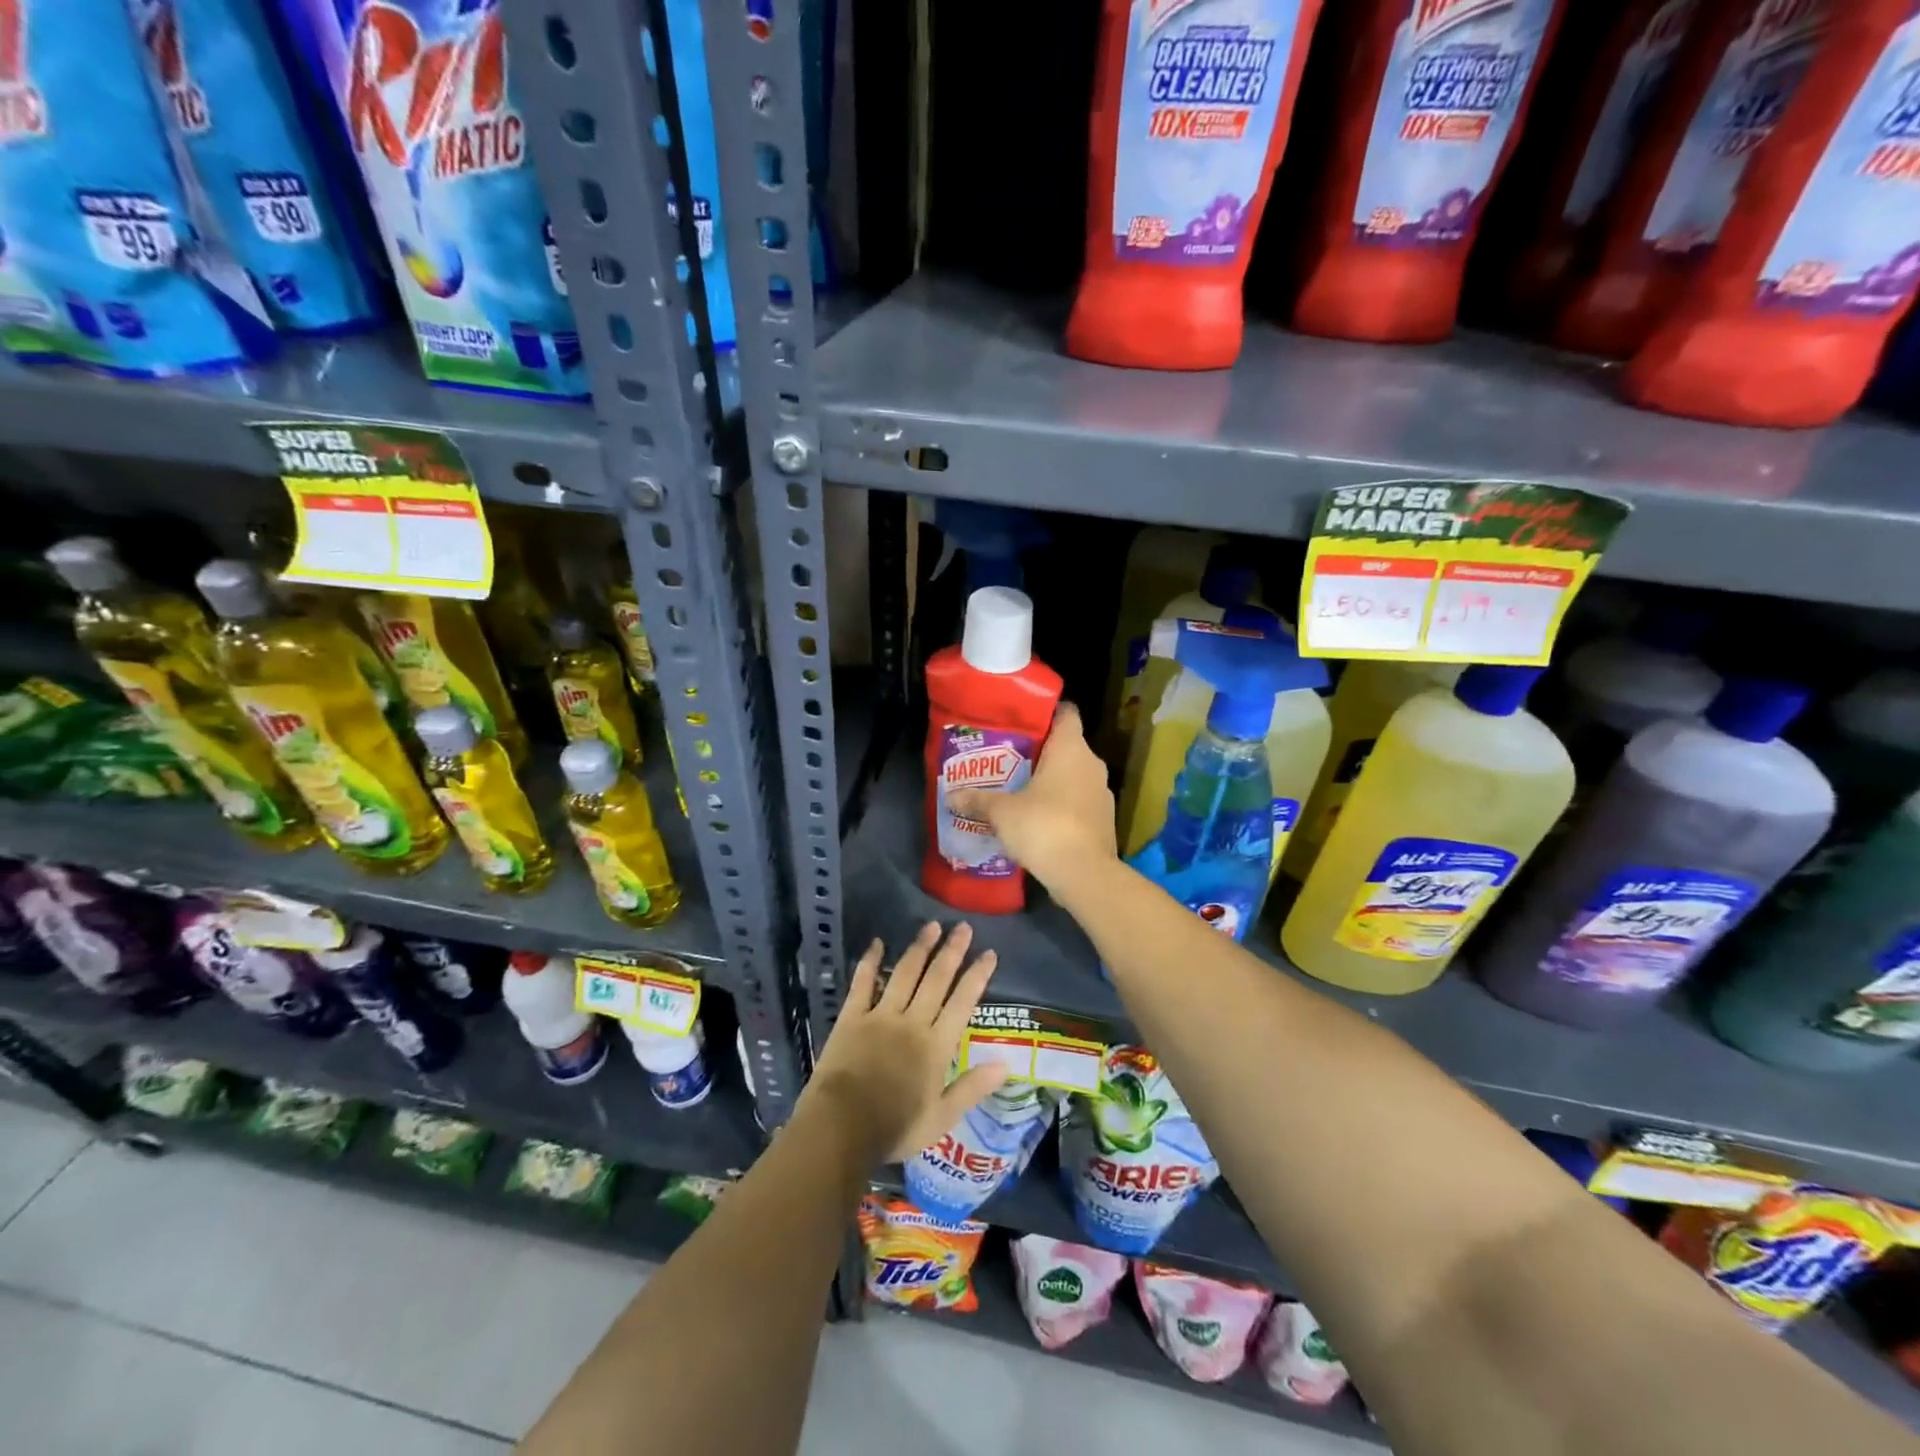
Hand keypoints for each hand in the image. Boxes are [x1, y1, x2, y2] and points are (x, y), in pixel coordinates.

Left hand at [805, 922, 1008, 1163]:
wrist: (841, 1127)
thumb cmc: (895, 1128)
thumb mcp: (941, 1118)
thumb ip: (972, 1088)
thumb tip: (1006, 1063)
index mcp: (936, 1046)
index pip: (962, 1003)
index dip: (977, 976)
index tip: (989, 953)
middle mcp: (912, 1022)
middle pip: (936, 980)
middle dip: (952, 951)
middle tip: (963, 927)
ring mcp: (881, 1015)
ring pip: (905, 974)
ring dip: (919, 948)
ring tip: (931, 926)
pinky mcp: (852, 1016)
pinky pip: (862, 983)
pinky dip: (870, 962)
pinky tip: (877, 943)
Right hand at [946, 703, 1117, 890]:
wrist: (1084, 874)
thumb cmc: (1043, 827)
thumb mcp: (1002, 812)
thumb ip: (978, 800)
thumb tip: (951, 796)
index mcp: (1071, 749)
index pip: (1066, 713)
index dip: (1046, 712)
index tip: (1023, 721)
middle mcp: (1092, 764)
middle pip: (1067, 746)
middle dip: (1041, 752)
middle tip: (1009, 759)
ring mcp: (1102, 794)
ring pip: (1074, 776)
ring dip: (1052, 782)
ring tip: (1020, 791)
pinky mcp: (1105, 820)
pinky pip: (1079, 802)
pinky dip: (1062, 806)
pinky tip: (1039, 820)